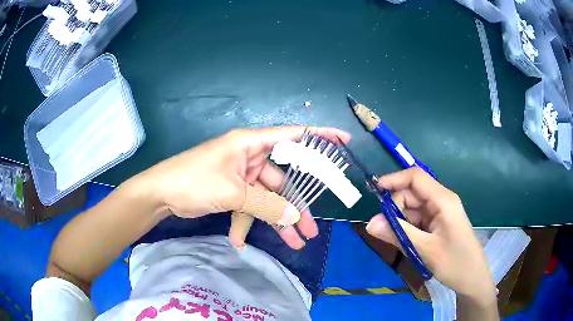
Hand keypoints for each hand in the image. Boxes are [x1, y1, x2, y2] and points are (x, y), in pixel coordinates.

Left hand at [139, 126, 350, 248]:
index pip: (293, 136)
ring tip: (293, 243)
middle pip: (284, 180)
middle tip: (311, 229)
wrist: (160, 194)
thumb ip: (266, 205)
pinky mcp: (232, 190)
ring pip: (268, 198)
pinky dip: (247, 223)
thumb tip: (295, 219)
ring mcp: (241, 175)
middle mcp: (250, 156)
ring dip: (277, 220)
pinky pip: (249, 206)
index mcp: (251, 143)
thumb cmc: (194, 181)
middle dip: (297, 205)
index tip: (344, 143)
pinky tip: (241, 241)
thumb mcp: (232, 193)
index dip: (320, 137)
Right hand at [365, 168, 496, 304]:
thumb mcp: (424, 250)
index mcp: (443, 200)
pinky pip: (417, 219)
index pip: (416, 178)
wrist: (472, 278)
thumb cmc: (454, 263)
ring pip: (413, 208)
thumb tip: (369, 223)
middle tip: (383, 231)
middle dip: (395, 208)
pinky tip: (406, 242)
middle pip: (412, 193)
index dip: (394, 180)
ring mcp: (440, 213)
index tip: (374, 191)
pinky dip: (408, 228)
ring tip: (396, 241)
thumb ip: (398, 234)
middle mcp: (441, 201)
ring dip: (401, 221)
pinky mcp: (438, 224)